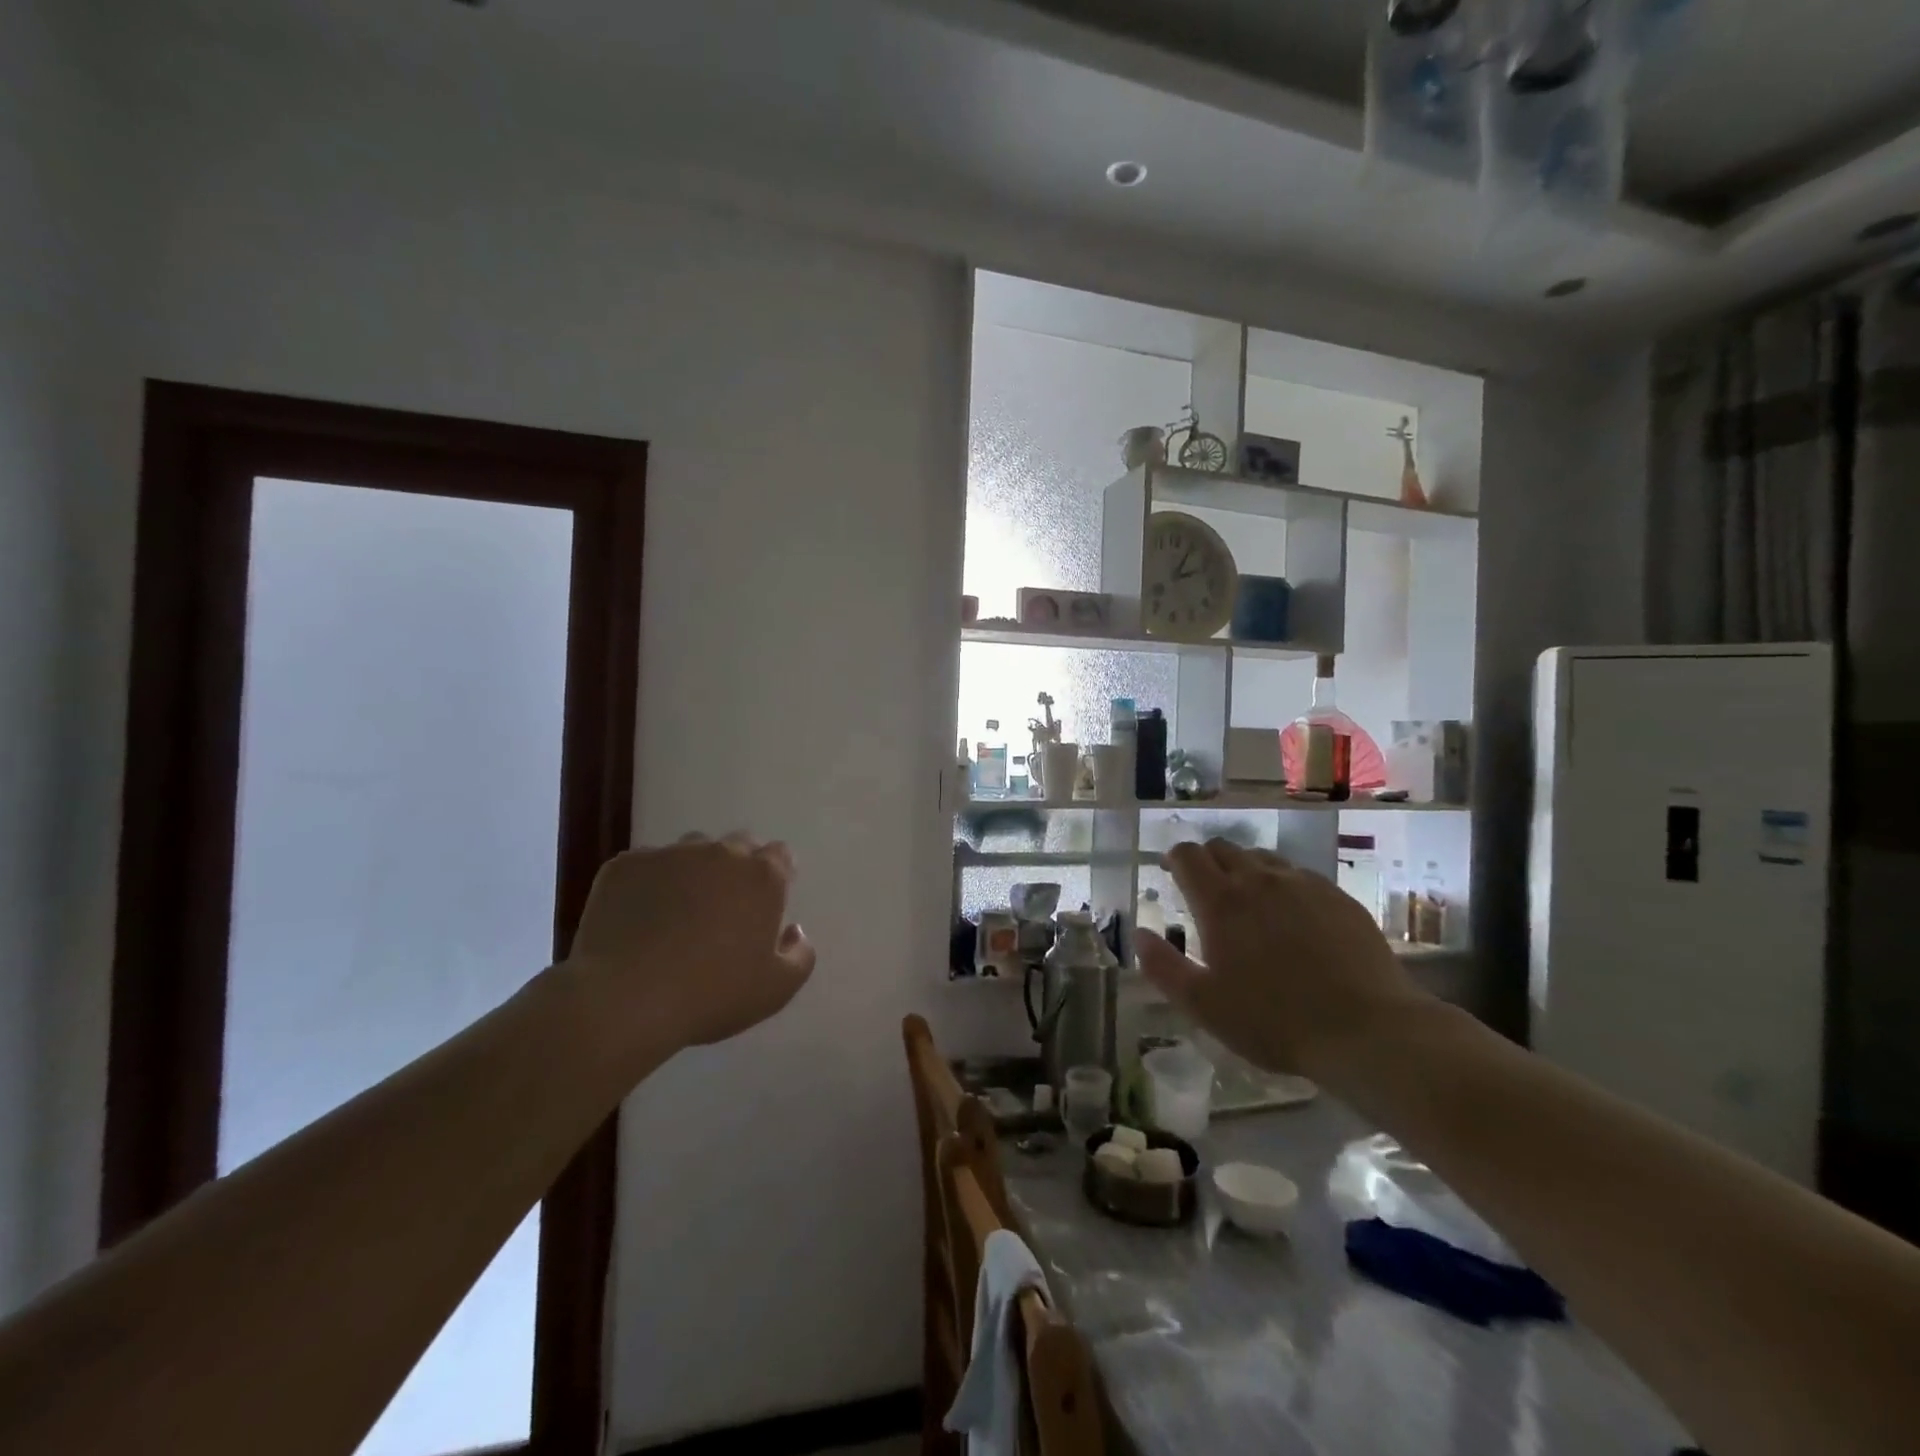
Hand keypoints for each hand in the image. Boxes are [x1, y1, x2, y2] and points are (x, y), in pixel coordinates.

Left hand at [564, 833, 815, 1052]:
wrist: (625, 999)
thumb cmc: (712, 994)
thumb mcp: (777, 989)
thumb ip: (801, 955)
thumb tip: (793, 930)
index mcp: (762, 876)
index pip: (780, 855)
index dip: (776, 874)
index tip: (765, 902)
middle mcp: (720, 852)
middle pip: (738, 845)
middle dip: (737, 867)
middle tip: (725, 907)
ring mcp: (670, 854)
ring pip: (690, 851)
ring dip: (694, 871)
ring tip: (678, 910)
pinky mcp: (625, 865)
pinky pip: (645, 866)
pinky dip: (648, 884)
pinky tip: (638, 919)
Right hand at [1135, 839, 1435, 1082]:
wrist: (1367, 1030)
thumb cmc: (1274, 1021)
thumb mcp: (1204, 1005)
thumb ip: (1163, 967)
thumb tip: (1140, 935)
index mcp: (1220, 902)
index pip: (1187, 856)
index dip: (1174, 858)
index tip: (1170, 872)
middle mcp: (1258, 880)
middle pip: (1223, 848)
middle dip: (1207, 860)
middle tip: (1205, 889)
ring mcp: (1302, 884)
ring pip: (1262, 858)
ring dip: (1245, 869)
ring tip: (1249, 901)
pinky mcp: (1338, 897)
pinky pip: (1299, 875)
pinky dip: (1283, 884)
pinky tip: (1292, 916)